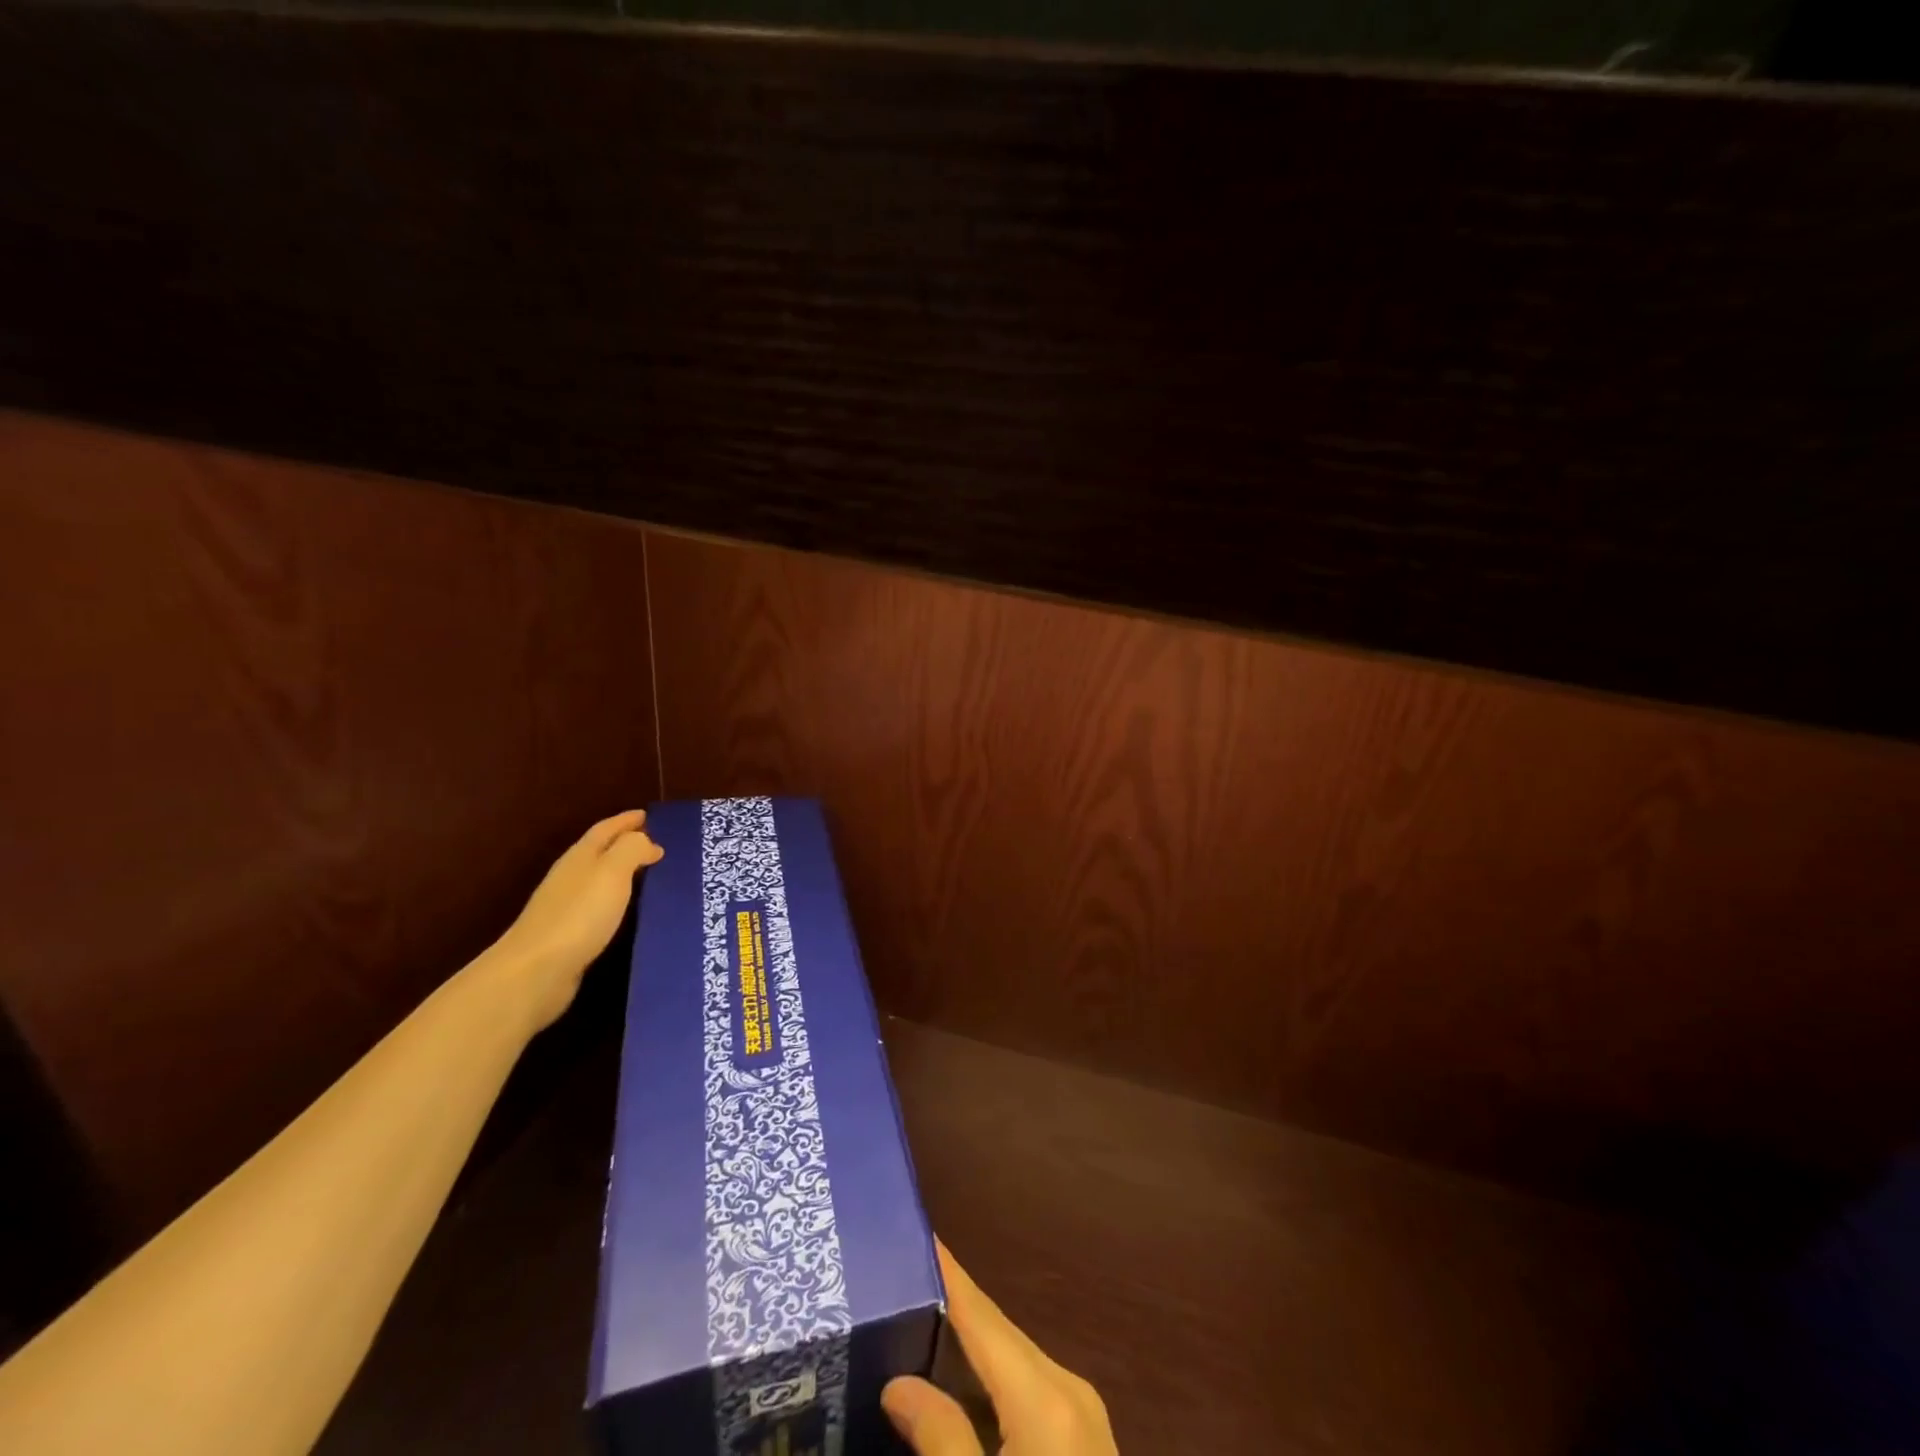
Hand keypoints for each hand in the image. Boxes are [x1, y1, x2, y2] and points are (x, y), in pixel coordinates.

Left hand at [488, 810, 662, 1029]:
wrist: (536, 972)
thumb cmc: (579, 915)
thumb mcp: (612, 872)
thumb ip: (632, 849)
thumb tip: (647, 842)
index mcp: (580, 857)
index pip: (606, 829)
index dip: (626, 820)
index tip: (649, 815)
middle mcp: (571, 877)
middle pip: (601, 852)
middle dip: (626, 844)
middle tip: (657, 844)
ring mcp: (567, 907)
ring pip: (601, 879)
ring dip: (624, 873)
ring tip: (652, 874)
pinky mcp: (570, 935)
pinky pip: (601, 906)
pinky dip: (618, 900)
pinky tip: (631, 910)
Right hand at [883, 1245, 1117, 1455]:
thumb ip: (940, 1440)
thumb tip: (898, 1384)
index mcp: (1045, 1395)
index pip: (982, 1313)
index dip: (948, 1272)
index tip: (916, 1232)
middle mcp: (1068, 1388)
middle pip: (997, 1333)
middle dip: (950, 1307)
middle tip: (897, 1283)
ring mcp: (1082, 1414)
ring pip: (1011, 1361)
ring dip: (966, 1346)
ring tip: (915, 1324)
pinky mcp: (1083, 1441)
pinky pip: (1025, 1391)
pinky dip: (988, 1383)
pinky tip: (956, 1388)